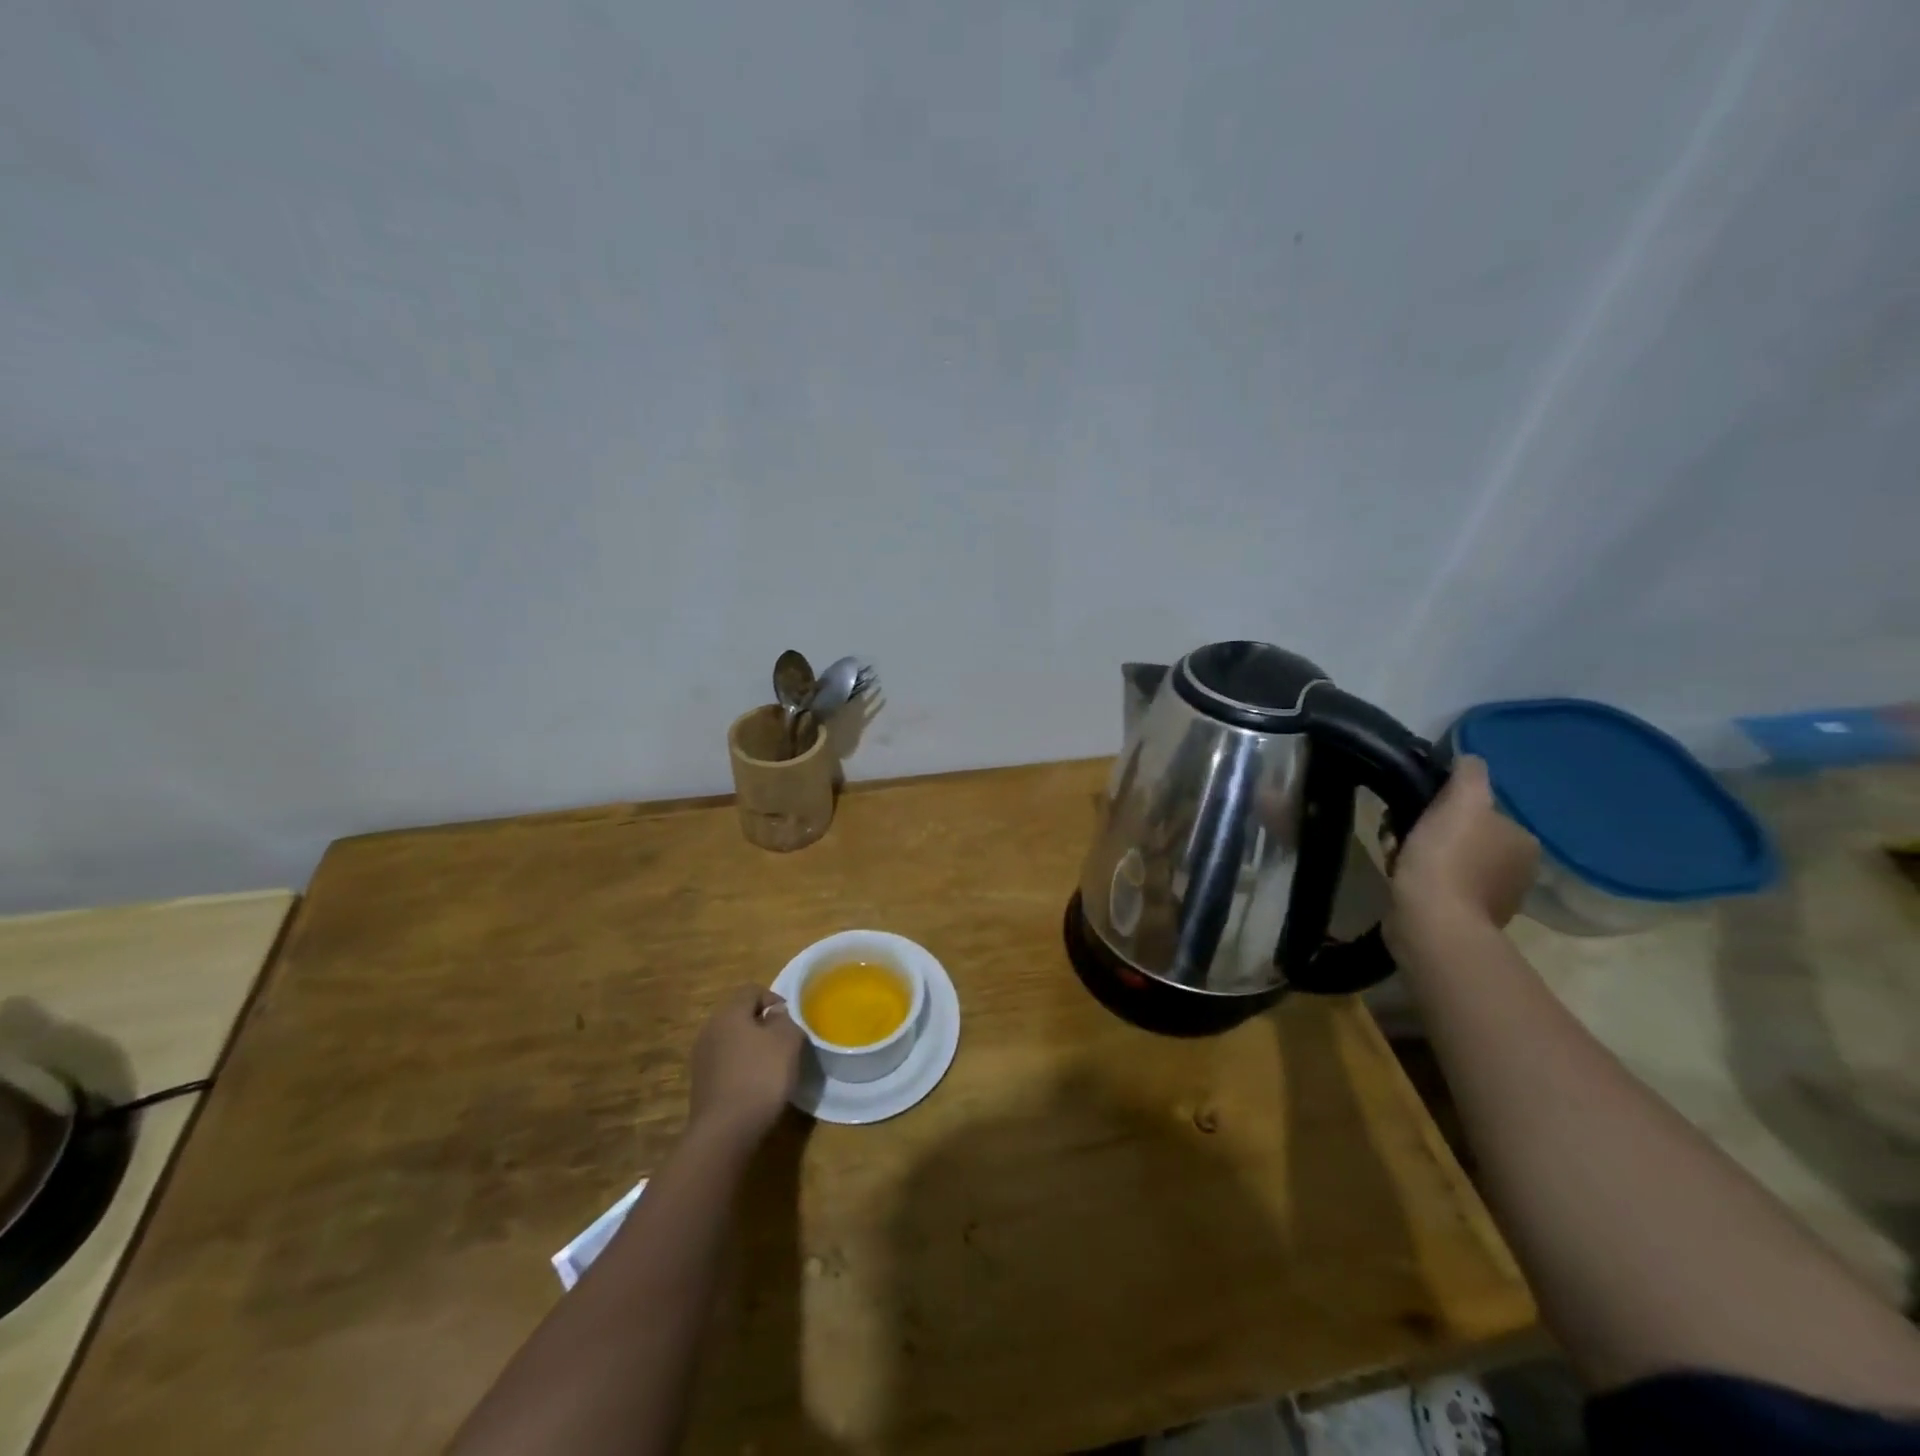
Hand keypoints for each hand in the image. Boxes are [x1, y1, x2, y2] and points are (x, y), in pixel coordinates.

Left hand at [687, 987, 803, 1146]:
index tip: (790, 1019)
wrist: (725, 1131)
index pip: (751, 990)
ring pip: (732, 1040)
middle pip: (739, 1015)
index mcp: (729, 1013)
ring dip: (751, 1047)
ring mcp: (701, 1057)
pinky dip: (740, 1068)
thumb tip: (775, 1015)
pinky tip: (754, 1085)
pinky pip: (725, 1063)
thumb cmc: (760, 1076)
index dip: (774, 998)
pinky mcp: (700, 1083)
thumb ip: (785, 1020)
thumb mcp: (787, 1041)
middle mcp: (710, 1029)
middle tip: (783, 1041)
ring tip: (771, 1065)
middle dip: (762, 1024)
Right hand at [1387, 755, 1539, 931]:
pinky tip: (1400, 878)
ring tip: (1395, 858)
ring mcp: (1492, 897)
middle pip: (1462, 834)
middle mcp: (1516, 869)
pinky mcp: (1463, 917)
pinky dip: (1418, 879)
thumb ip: (1469, 774)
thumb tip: (1469, 759)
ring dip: (1417, 854)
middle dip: (1427, 831)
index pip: (1481, 809)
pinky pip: (1437, 885)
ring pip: (1446, 859)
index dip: (1444, 805)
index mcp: (1522, 840)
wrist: (1432, 921)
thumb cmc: (1448, 857)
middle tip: (1399, 833)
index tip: (1416, 809)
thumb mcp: (1461, 801)